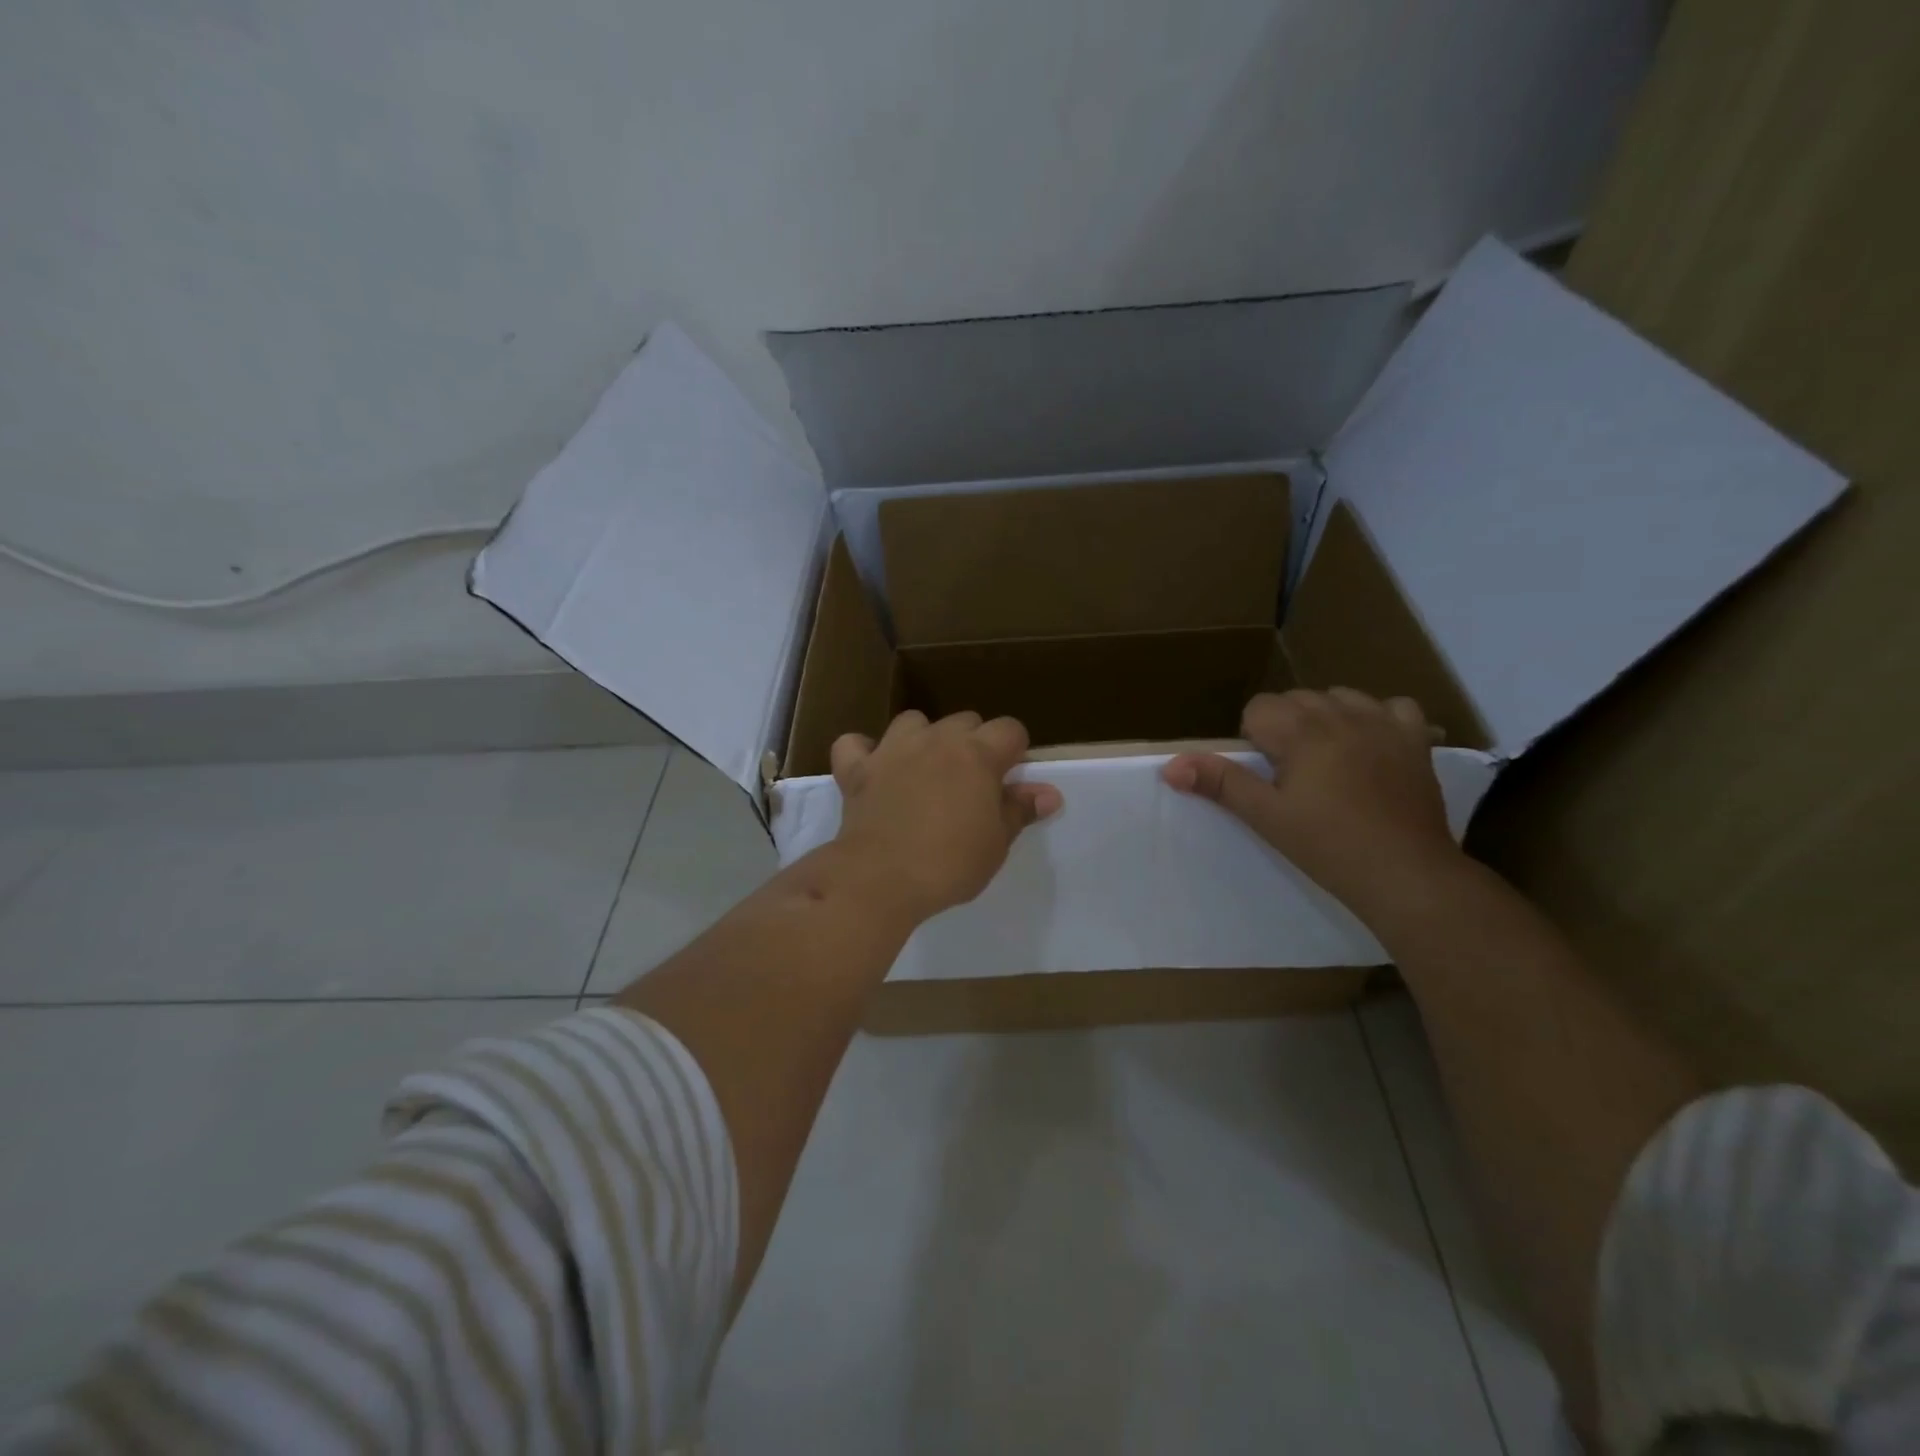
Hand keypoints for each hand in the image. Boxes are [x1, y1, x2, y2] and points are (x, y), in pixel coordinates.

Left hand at [830, 711, 1062, 922]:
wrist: (881, 878)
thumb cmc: (950, 863)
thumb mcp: (996, 843)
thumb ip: (1020, 810)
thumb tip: (1049, 793)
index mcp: (977, 754)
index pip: (1010, 728)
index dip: (1015, 750)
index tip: (1009, 781)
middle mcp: (935, 740)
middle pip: (965, 721)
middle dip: (973, 743)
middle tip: (970, 785)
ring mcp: (892, 749)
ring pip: (913, 721)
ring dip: (923, 739)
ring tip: (924, 771)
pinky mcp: (857, 769)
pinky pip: (854, 744)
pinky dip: (863, 752)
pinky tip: (870, 769)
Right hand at [1161, 688, 1462, 922]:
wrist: (1405, 873)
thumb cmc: (1327, 845)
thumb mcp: (1265, 816)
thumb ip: (1219, 783)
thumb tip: (1169, 766)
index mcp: (1302, 730)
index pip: (1259, 707)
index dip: (1254, 738)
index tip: (1267, 775)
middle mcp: (1341, 714)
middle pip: (1296, 698)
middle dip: (1286, 727)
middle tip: (1292, 775)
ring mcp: (1383, 723)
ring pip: (1339, 697)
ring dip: (1326, 718)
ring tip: (1328, 761)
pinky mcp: (1415, 739)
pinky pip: (1392, 706)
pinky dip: (1377, 719)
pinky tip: (1371, 747)